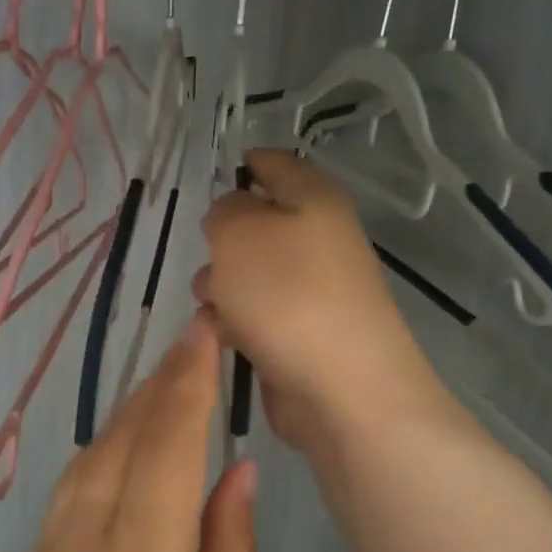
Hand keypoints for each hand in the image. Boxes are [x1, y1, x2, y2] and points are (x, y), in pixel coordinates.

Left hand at [0, 310, 259, 551]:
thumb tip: (236, 472)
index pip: (167, 445)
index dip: (188, 379)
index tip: (207, 328)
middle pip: (120, 442)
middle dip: (158, 386)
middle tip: (193, 343)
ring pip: (86, 465)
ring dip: (125, 418)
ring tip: (165, 389)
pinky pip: (64, 502)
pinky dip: (97, 460)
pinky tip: (122, 457)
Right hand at [197, 149, 450, 455]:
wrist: (342, 388)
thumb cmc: (287, 295)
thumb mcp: (239, 232)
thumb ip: (225, 210)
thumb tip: (232, 217)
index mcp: (315, 200)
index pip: (278, 164)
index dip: (247, 163)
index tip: (216, 176)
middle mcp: (320, 240)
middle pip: (261, 224)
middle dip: (223, 240)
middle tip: (209, 255)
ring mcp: (315, 290)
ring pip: (253, 273)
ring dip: (223, 285)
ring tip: (212, 305)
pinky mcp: (304, 333)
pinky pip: (259, 314)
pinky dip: (236, 321)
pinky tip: (222, 336)